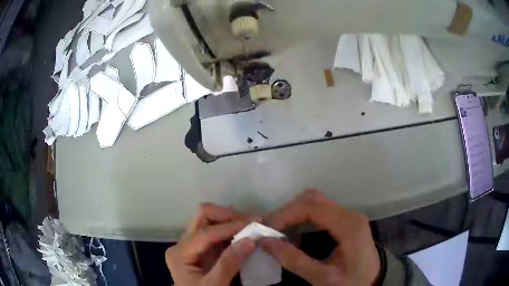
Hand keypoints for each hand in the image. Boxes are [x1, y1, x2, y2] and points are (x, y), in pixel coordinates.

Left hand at [165, 203, 255, 285]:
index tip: (254, 224)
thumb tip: (250, 240)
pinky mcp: (202, 250)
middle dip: (227, 216)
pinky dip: (230, 231)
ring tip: (250, 227)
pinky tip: (243, 235)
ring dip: (230, 221)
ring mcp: (192, 246)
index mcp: (180, 253)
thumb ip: (229, 264)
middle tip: (250, 223)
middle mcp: (183, 244)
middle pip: (203, 218)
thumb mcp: (215, 285)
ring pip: (209, 222)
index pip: (205, 232)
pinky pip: (216, 233)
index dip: (230, 227)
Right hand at [262, 190, 380, 285]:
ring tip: (278, 232)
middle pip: (313, 199)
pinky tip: (293, 233)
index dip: (286, 214)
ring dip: (293, 214)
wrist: (373, 282)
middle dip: (288, 212)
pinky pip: (320, 212)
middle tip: (270, 231)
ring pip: (315, 203)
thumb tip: (266, 242)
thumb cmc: (352, 282)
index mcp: (348, 225)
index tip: (267, 229)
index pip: (312, 206)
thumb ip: (295, 261)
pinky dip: (302, 218)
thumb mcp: (323, 278)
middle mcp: (349, 214)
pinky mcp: (345, 221)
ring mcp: (348, 216)